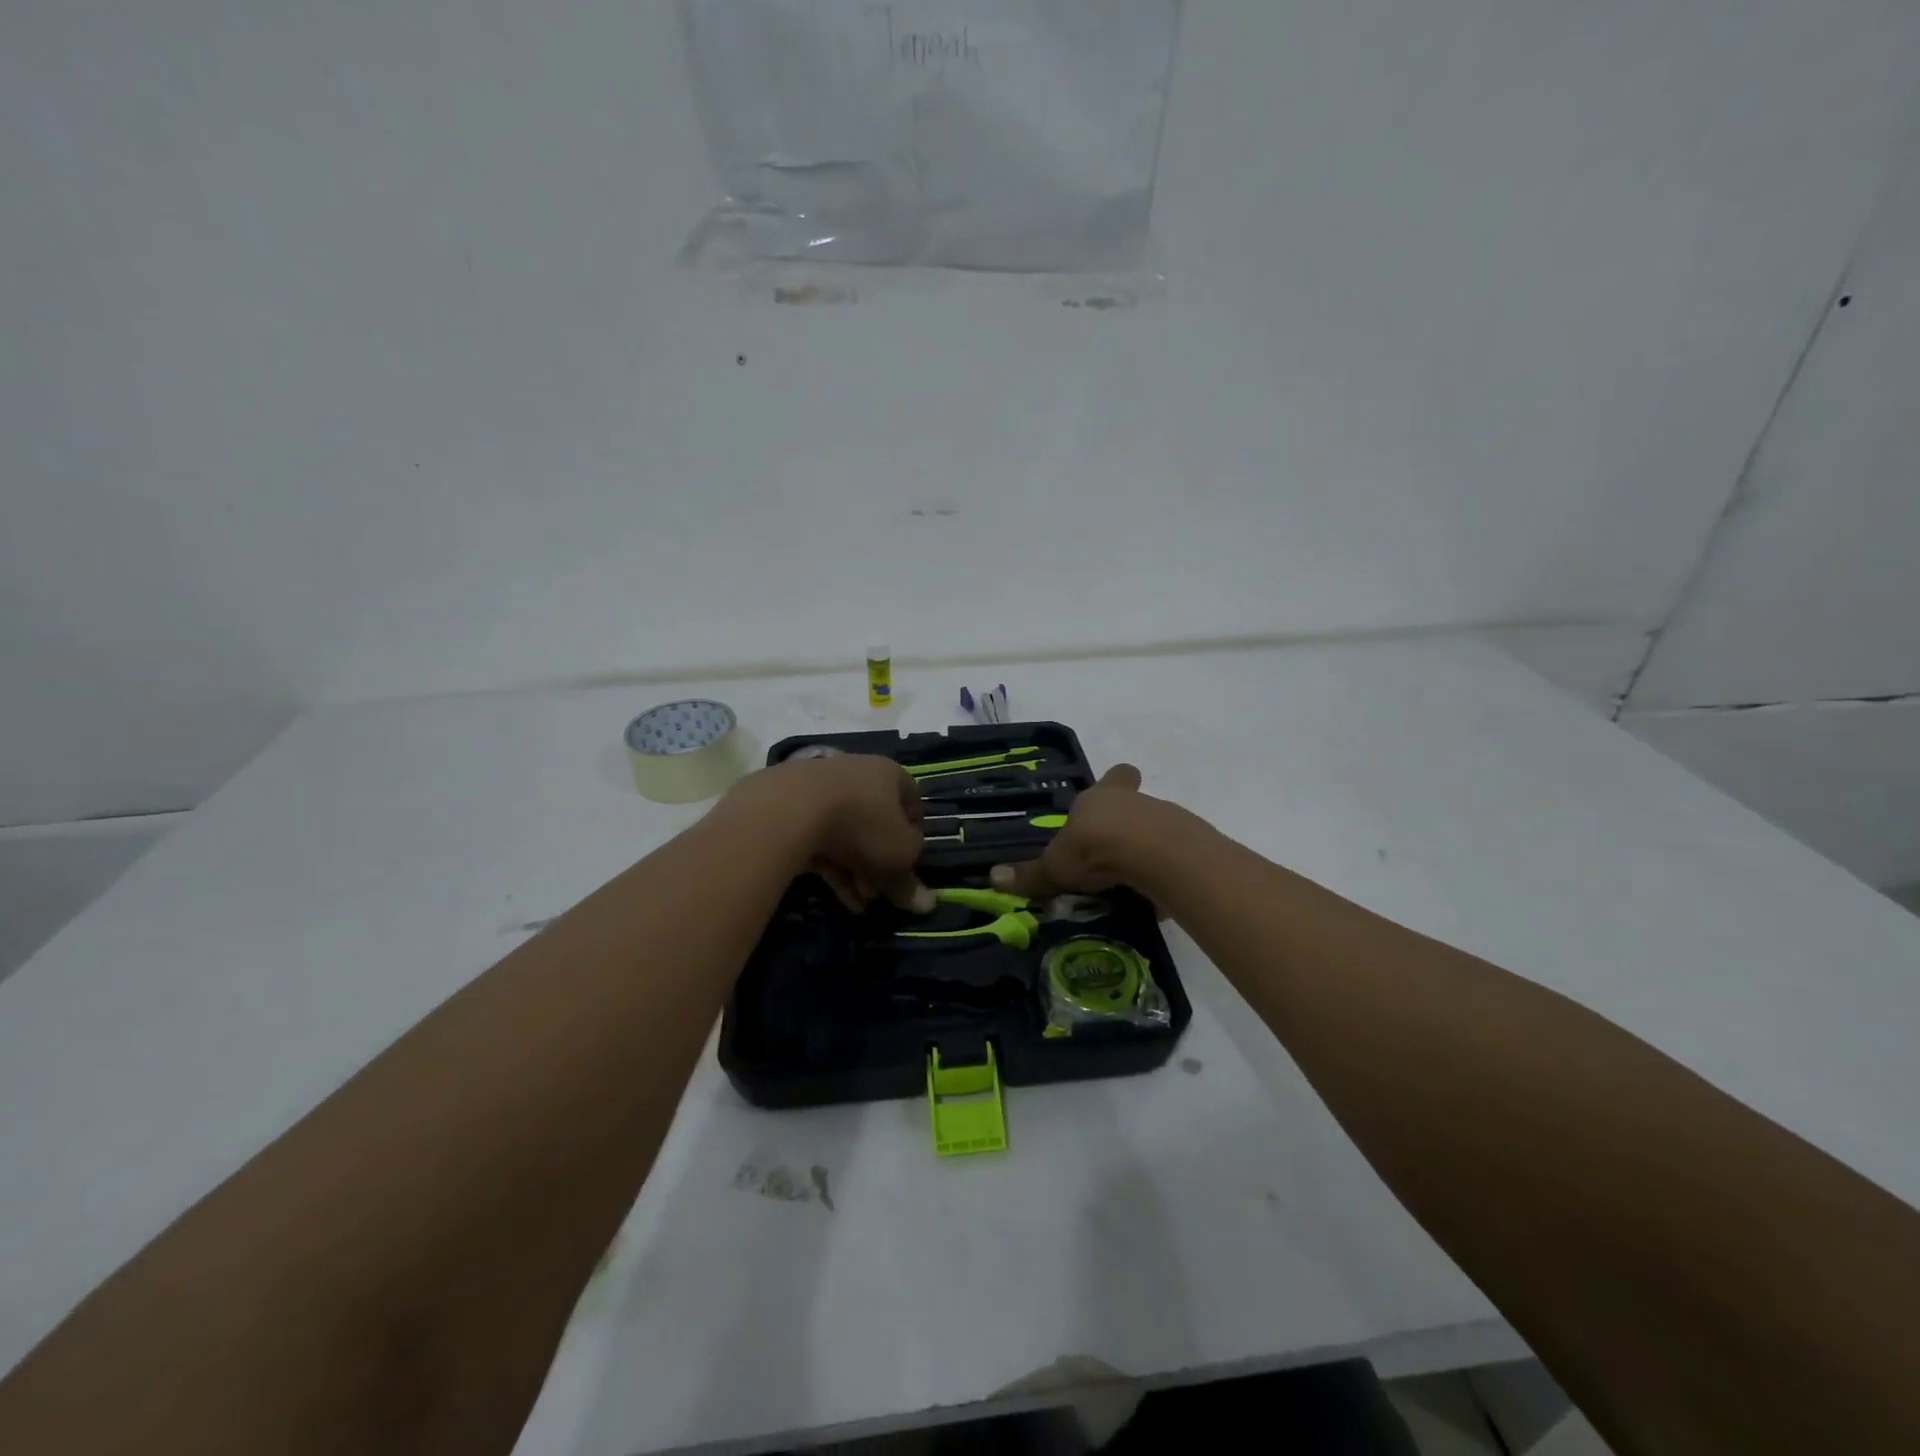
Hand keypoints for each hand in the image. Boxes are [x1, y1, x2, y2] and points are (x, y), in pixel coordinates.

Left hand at [726, 754, 931, 913]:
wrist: (788, 810)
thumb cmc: (861, 824)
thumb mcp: (897, 857)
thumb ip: (911, 882)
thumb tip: (926, 904)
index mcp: (889, 773)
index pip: (912, 799)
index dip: (915, 832)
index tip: (911, 861)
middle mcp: (855, 772)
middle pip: (875, 820)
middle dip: (881, 860)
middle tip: (881, 890)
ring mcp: (818, 787)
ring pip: (845, 832)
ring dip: (856, 868)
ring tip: (860, 900)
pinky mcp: (788, 806)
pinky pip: (818, 838)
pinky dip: (830, 865)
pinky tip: (837, 895)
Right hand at [989, 763, 1160, 899]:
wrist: (1152, 854)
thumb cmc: (1095, 847)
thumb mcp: (1056, 866)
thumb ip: (1030, 874)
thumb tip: (993, 877)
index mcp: (1100, 797)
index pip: (1115, 777)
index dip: (1114, 782)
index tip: (1112, 795)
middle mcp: (1134, 802)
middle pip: (1136, 801)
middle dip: (1127, 821)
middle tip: (1114, 848)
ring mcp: (1166, 821)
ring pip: (1156, 828)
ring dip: (1145, 848)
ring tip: (1128, 880)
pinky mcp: (1188, 847)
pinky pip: (1173, 858)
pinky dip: (1163, 873)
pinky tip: (1151, 894)